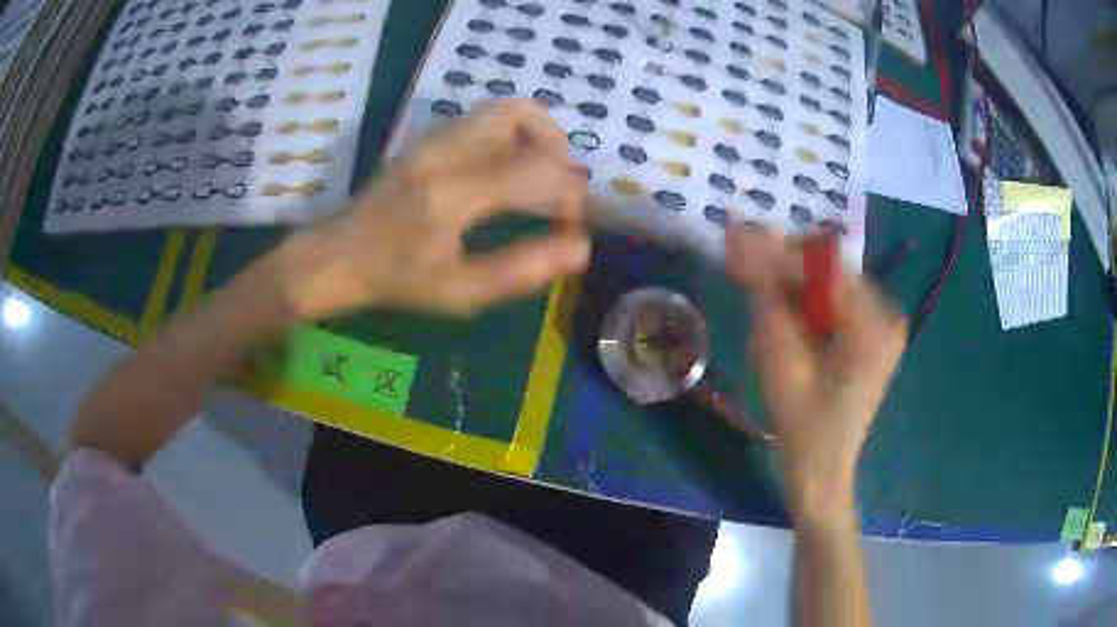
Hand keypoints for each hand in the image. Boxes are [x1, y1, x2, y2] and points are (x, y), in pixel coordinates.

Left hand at [278, 99, 589, 319]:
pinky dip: (511, 137)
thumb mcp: (459, 292)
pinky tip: (506, 174)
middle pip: (523, 114)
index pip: (537, 169)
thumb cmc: (395, 280)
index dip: (570, 195)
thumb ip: (522, 269)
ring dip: (535, 138)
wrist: (337, 257)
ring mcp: (434, 138)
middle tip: (558, 190)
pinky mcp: (428, 139)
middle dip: (557, 151)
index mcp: (453, 192)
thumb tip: (580, 248)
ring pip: (504, 110)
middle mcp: (445, 151)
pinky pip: (483, 120)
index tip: (570, 228)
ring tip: (538, 178)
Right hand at [726, 226, 905, 522]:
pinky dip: (803, 301)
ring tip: (754, 287)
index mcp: (874, 323)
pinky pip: (833, 303)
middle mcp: (886, 314)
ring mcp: (881, 325)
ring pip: (828, 283)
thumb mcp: (780, 359)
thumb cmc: (803, 426)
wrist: (822, 472)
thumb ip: (764, 294)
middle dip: (782, 265)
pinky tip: (779, 309)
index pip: (823, 265)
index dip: (777, 250)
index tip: (735, 240)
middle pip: (828, 269)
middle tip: (739, 263)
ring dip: (789, 282)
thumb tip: (741, 238)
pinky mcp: (870, 336)